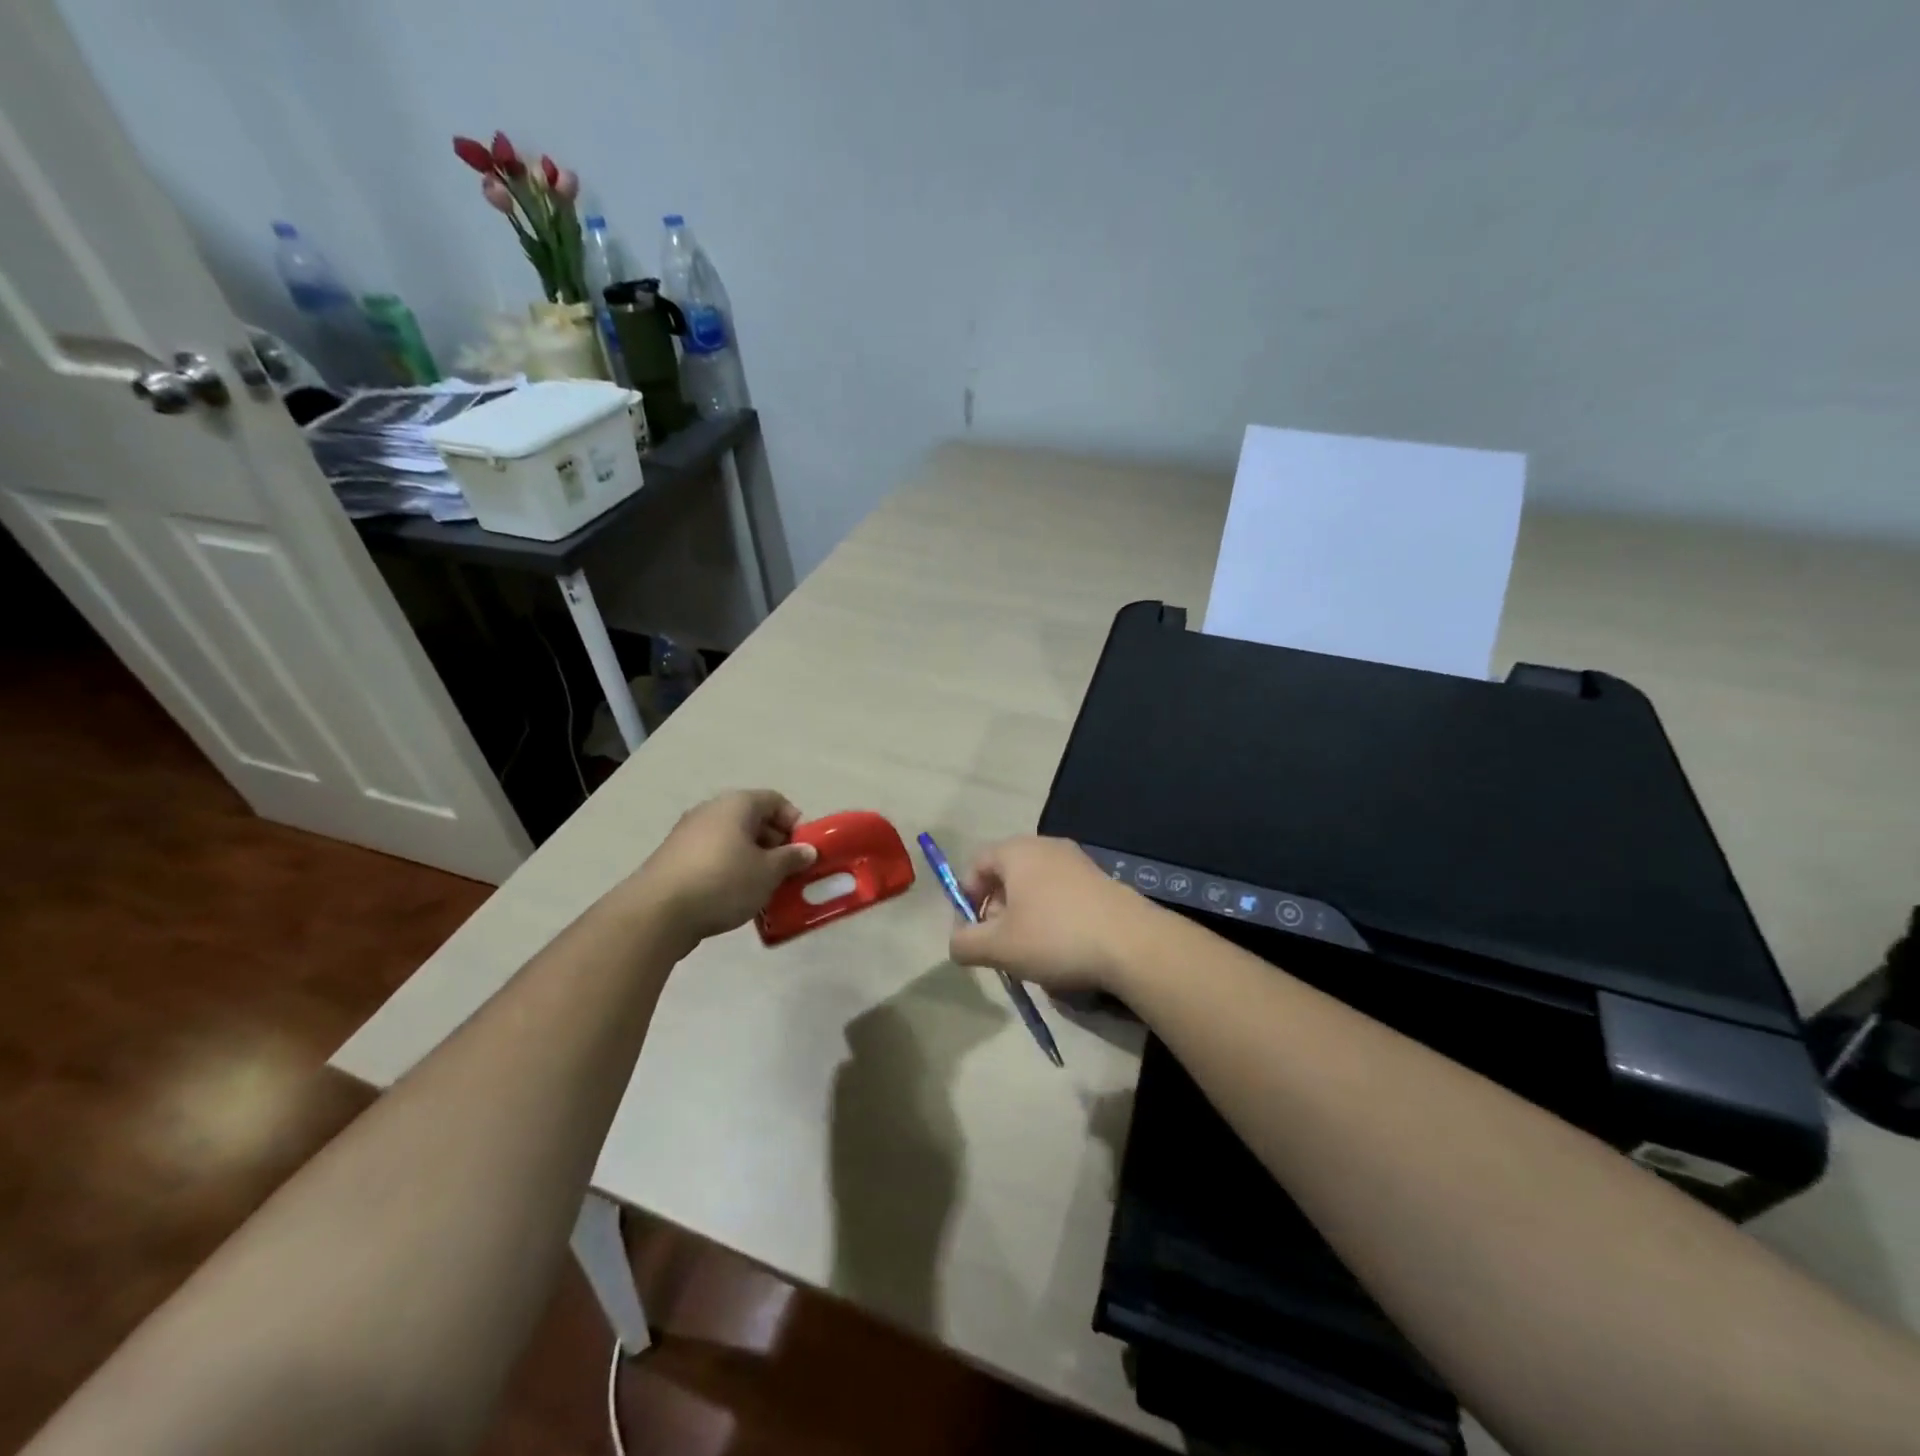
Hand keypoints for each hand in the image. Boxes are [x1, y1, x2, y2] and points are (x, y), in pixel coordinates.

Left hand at [634, 790, 817, 944]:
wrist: (657, 912)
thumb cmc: (723, 881)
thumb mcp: (768, 872)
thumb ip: (791, 858)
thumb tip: (807, 850)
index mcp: (737, 804)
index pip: (775, 800)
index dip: (794, 822)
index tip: (802, 850)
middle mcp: (711, 810)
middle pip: (753, 819)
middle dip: (775, 844)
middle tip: (787, 872)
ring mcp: (688, 834)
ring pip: (732, 840)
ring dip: (752, 859)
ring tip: (763, 887)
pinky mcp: (674, 858)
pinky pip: (713, 856)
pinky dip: (729, 869)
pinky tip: (734, 896)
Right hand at [948, 836, 1156, 993]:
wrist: (1132, 943)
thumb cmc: (1056, 937)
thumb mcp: (999, 947)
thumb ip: (966, 944)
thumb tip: (957, 942)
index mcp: (1017, 851)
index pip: (976, 863)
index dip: (966, 897)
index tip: (971, 931)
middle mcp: (1046, 846)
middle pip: (1007, 874)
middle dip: (997, 910)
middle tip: (1000, 944)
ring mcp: (1077, 861)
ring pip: (1036, 886)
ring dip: (1025, 917)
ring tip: (1032, 952)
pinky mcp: (1101, 880)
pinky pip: (1063, 894)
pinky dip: (1054, 917)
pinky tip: (1064, 949)